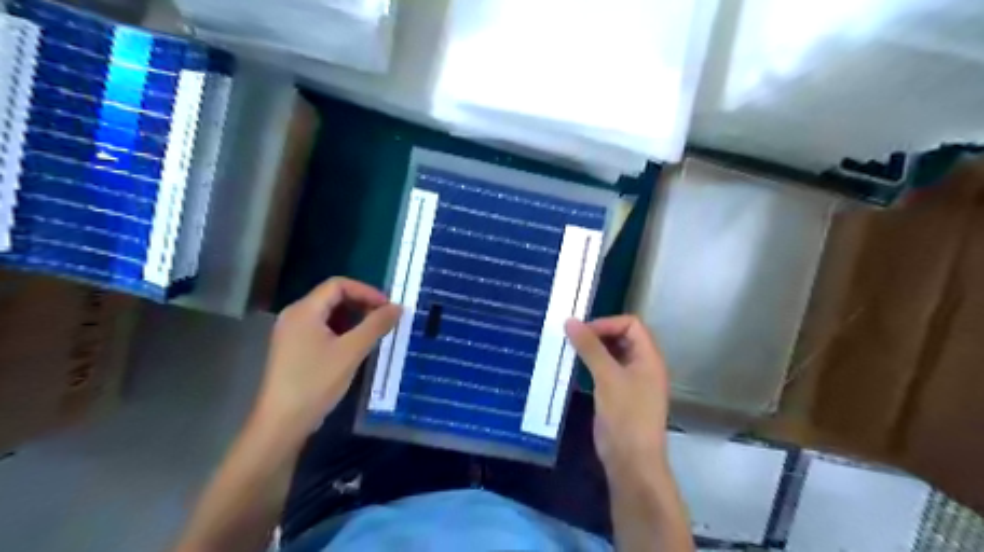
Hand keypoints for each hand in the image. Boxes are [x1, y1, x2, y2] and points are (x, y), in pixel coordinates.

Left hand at [259, 277, 405, 432]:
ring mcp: (292, 333)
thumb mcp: (351, 351)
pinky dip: (343, 331)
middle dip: (361, 304)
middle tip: (385, 319)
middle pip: (333, 297)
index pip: (338, 285)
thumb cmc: (316, 382)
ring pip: (329, 315)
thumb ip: (376, 325)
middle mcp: (295, 316)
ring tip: (374, 333)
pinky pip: (322, 329)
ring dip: (354, 319)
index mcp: (304, 310)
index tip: (388, 307)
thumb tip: (398, 307)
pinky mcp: (294, 349)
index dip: (366, 291)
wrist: (282, 423)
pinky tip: (356, 347)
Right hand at [565, 317, 672, 475]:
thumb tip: (570, 321)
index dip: (607, 323)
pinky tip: (575, 369)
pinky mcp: (620, 395)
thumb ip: (590, 347)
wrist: (631, 462)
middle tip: (573, 338)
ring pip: (613, 354)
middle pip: (623, 337)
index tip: (583, 332)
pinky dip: (592, 365)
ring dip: (593, 350)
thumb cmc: (625, 416)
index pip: (631, 324)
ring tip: (570, 350)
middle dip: (599, 334)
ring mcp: (632, 381)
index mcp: (649, 357)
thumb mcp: (607, 377)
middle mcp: (643, 365)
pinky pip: (606, 370)